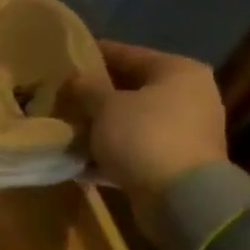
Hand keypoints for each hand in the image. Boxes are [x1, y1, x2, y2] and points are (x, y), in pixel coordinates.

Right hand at [69, 41, 228, 214]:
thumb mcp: (104, 105)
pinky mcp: (176, 160)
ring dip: (100, 124)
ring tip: (66, 127)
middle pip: (130, 88)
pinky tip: (81, 156)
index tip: (63, 57)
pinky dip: (110, 149)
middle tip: (60, 96)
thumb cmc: (143, 136)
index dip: (92, 54)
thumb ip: (86, 87)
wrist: (180, 196)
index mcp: (177, 71)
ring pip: (131, 119)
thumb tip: (74, 79)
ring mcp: (185, 130)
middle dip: (94, 94)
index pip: (127, 53)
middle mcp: (189, 94)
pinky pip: (134, 146)